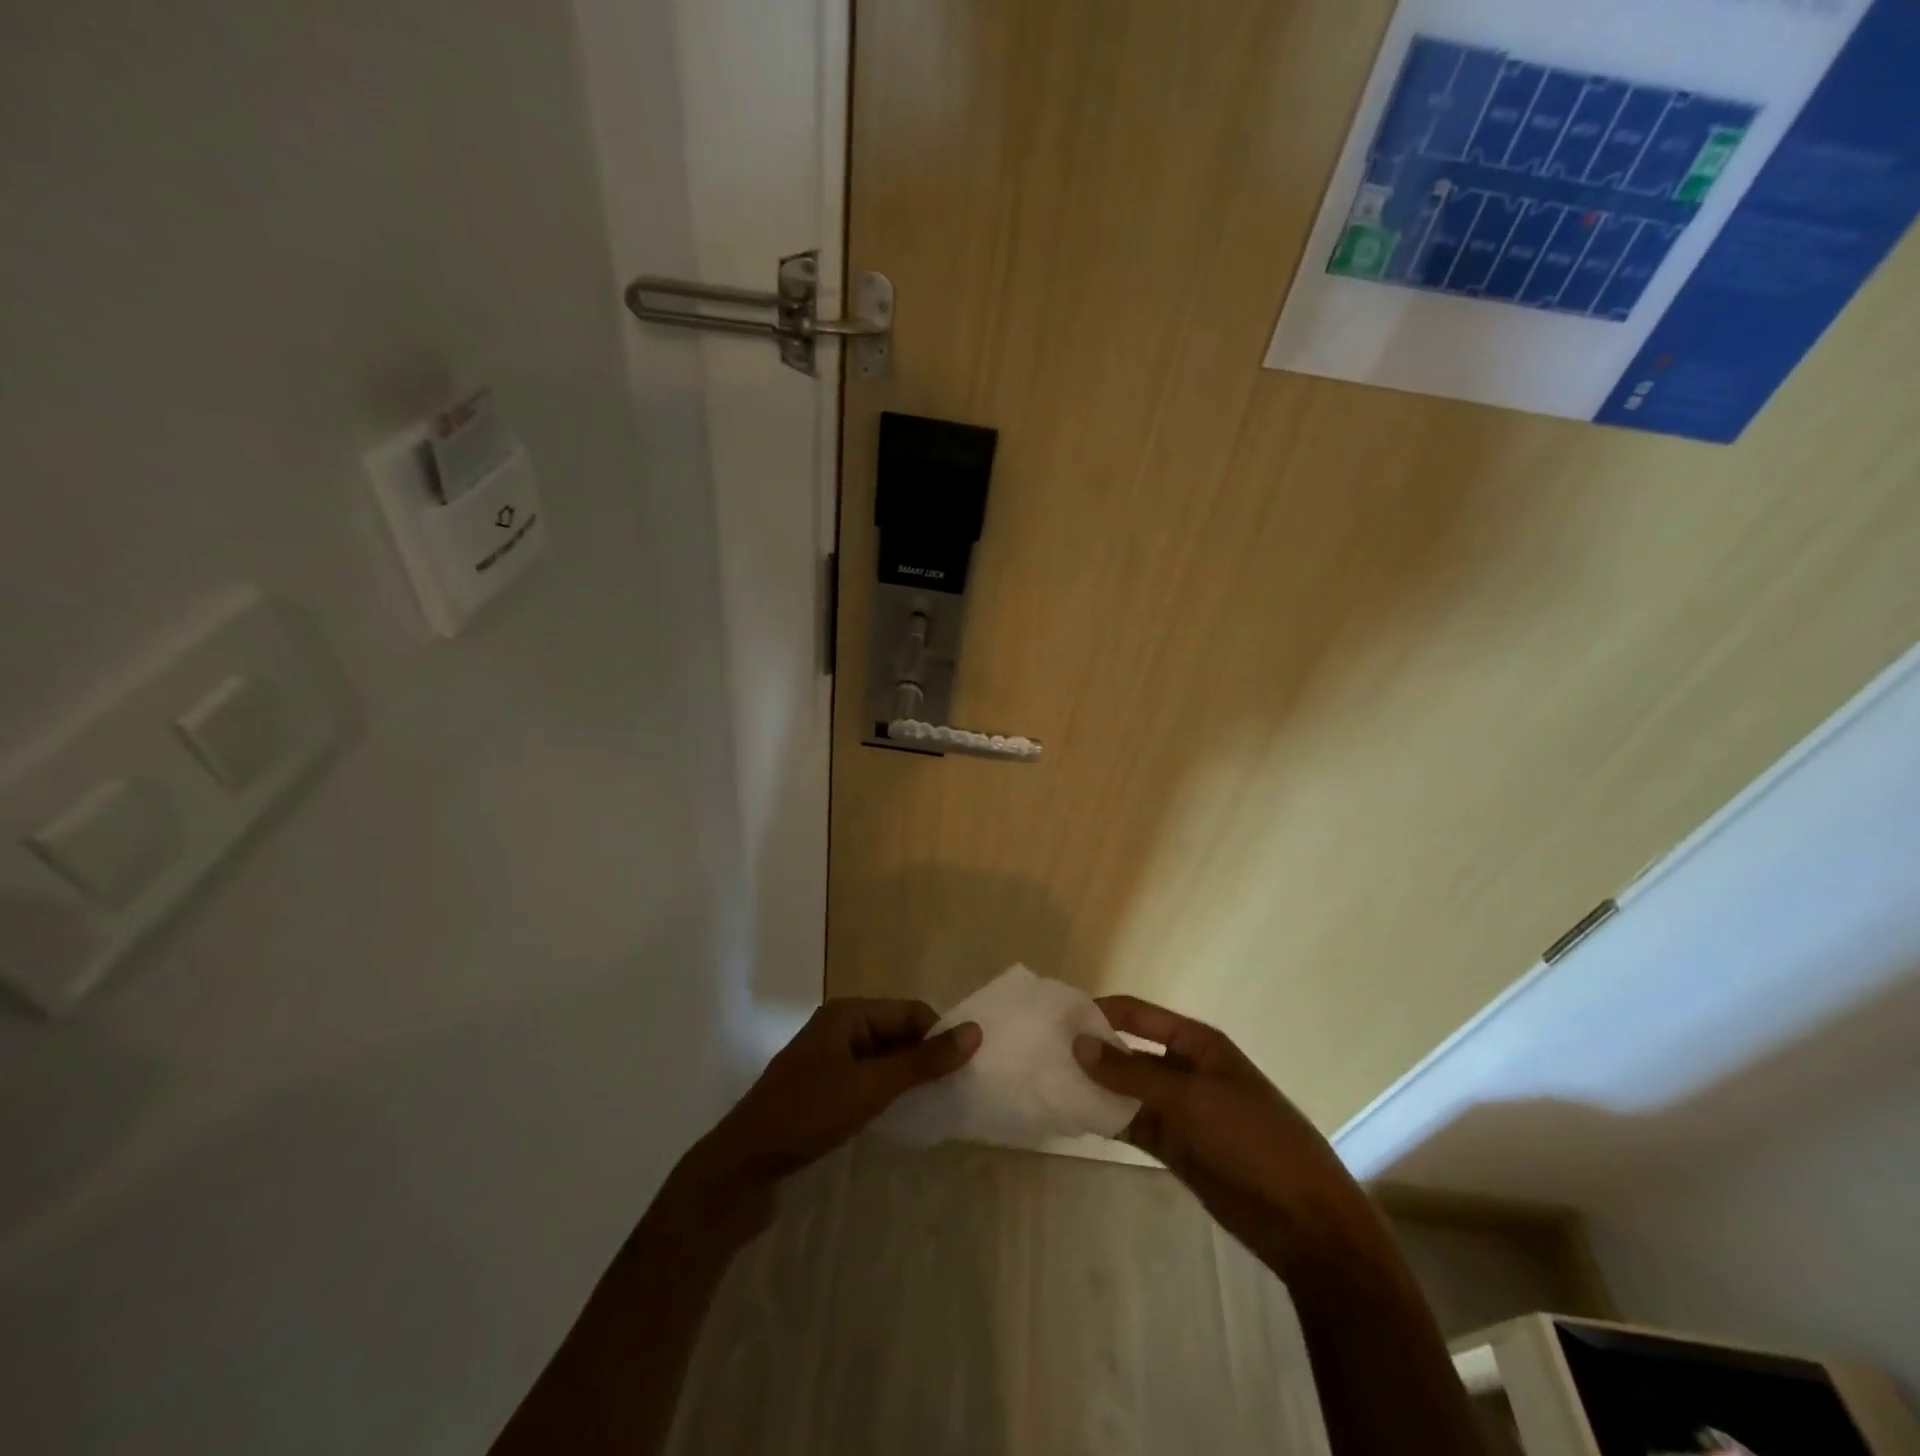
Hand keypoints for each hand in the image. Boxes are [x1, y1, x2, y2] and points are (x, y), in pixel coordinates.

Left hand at [685, 999, 980, 1209]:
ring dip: (907, 1079)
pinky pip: (867, 1081)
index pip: (910, 1012)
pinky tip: (901, 1118)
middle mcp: (838, 1029)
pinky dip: (887, 1094)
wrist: (740, 1168)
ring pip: (883, 1060)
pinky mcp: (821, 1091)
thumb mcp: (871, 1087)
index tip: (968, 1070)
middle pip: (897, 1033)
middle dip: (925, 1059)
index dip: (939, 1036)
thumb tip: (975, 1032)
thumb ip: (923, 1062)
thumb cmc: (807, 1116)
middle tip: (957, 1092)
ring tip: (936, 1106)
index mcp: (848, 1014)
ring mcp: (827, 1061)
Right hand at [1073, 996, 1375, 1274]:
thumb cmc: (1252, 1138)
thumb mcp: (1190, 1098)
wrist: (1303, 1220)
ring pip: (1126, 1090)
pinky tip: (1072, 1117)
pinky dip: (1106, 1120)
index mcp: (1196, 1043)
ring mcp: (1179, 1109)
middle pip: (1129, 1051)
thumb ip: (1131, 1074)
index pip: (1138, 1015)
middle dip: (1091, 1051)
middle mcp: (1184, 1069)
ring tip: (1047, 1083)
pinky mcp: (1174, 1145)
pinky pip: (1132, 1123)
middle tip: (1041, 1053)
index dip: (1100, 1012)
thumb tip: (1077, 1043)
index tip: (1057, 1018)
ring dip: (1094, 1087)